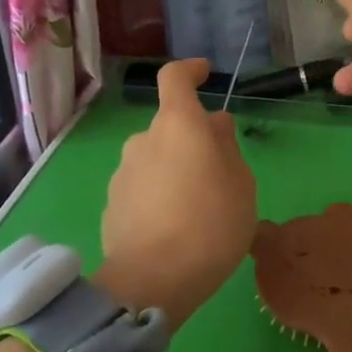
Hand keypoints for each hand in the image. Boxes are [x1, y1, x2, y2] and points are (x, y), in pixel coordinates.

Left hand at [99, 58, 256, 327]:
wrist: (153, 280)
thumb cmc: (212, 224)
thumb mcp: (241, 184)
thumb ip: (227, 147)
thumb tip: (215, 125)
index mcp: (178, 125)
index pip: (175, 78)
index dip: (190, 71)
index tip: (204, 73)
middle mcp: (143, 140)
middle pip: (169, 127)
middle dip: (191, 140)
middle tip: (218, 172)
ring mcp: (122, 173)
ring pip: (154, 159)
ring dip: (174, 171)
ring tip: (197, 208)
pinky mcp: (111, 205)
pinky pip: (140, 188)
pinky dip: (157, 197)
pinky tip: (173, 228)